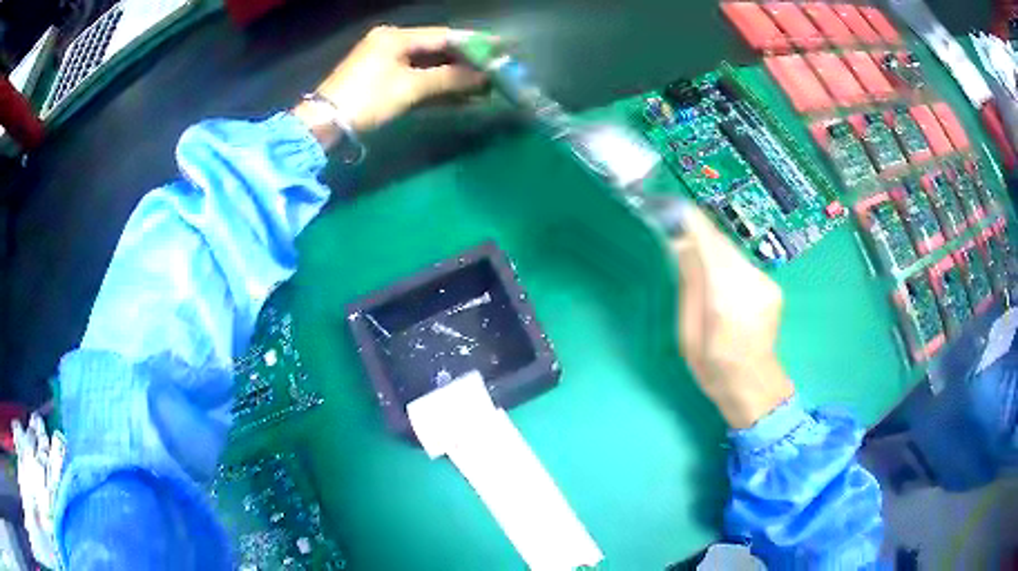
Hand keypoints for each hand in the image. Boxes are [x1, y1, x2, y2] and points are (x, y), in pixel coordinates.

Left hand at [293, 26, 486, 146]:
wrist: (324, 124)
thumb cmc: (367, 99)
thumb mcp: (409, 87)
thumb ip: (448, 79)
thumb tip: (484, 77)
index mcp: (396, 37)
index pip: (444, 35)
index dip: (474, 42)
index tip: (502, 46)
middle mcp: (392, 43)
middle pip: (437, 49)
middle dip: (466, 62)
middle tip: (495, 70)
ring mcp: (386, 61)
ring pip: (429, 65)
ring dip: (454, 76)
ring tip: (485, 86)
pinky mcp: (383, 80)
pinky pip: (417, 78)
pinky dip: (437, 86)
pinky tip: (460, 95)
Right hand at [671, 205, 793, 428]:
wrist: (754, 385)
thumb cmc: (713, 367)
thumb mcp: (687, 333)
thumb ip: (688, 285)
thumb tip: (680, 245)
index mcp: (725, 298)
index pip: (709, 243)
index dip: (691, 222)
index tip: (673, 210)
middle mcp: (750, 282)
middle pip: (721, 244)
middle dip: (700, 237)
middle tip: (680, 239)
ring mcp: (766, 283)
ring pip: (733, 253)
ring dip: (714, 253)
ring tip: (701, 270)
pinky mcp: (773, 286)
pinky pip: (744, 265)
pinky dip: (729, 267)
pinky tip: (723, 287)